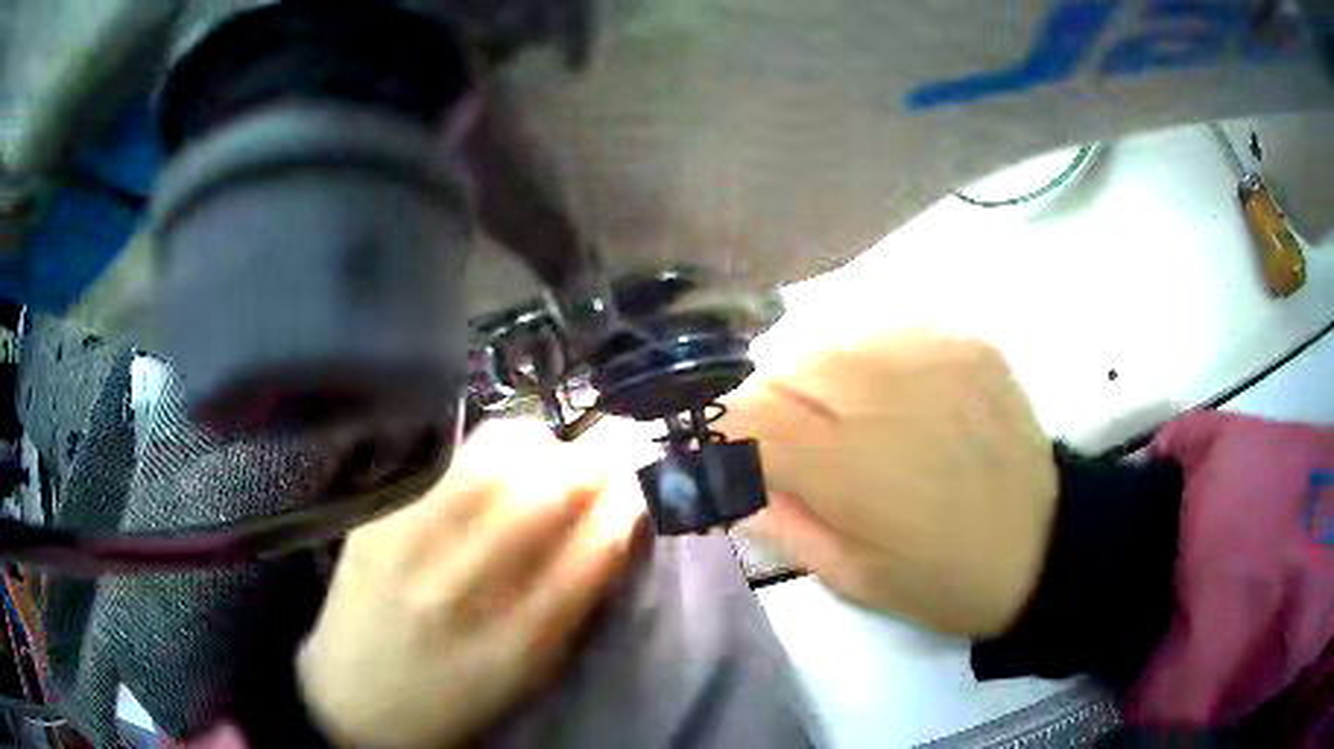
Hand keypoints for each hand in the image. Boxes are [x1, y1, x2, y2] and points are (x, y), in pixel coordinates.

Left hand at [298, 419, 645, 747]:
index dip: (631, 500)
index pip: (593, 548)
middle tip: (614, 450)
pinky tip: (498, 464)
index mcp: (516, 643)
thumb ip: (577, 600)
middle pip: (547, 491)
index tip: (646, 479)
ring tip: (555, 455)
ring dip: (544, 444)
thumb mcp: (530, 671)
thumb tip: (617, 521)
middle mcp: (462, 589)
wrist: (355, 698)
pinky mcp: (379, 517)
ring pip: (495, 456)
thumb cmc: (457, 697)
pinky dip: (491, 448)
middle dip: (597, 458)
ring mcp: (410, 545)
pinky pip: (448, 459)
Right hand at [724, 327, 1056, 636]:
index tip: (710, 445)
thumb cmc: (944, 581)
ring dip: (816, 377)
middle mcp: (888, 393)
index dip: (715, 425)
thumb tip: (723, 474)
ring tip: (841, 418)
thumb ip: (778, 519)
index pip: (747, 416)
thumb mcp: (850, 577)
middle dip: (765, 401)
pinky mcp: (965, 342)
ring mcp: (933, 356)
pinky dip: (869, 361)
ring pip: (831, 339)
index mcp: (853, 466)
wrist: (1046, 546)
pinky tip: (893, 399)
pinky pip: (886, 332)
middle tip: (785, 440)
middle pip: (784, 365)